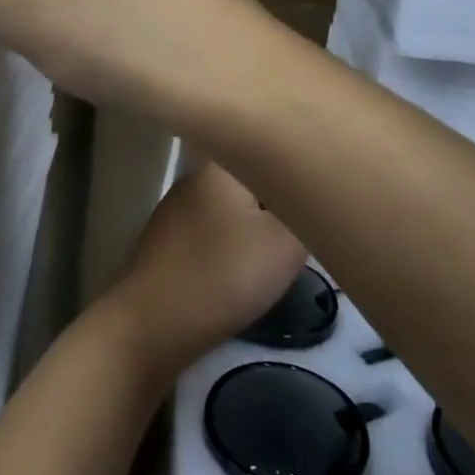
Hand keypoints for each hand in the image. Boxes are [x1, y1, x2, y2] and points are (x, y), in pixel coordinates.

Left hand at [97, 162, 306, 382]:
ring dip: (257, 224)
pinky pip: (212, 231)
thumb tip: (315, 192)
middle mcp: (194, 177)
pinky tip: (244, 268)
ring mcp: (175, 209)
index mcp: (220, 164)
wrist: (152, 326)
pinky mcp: (167, 241)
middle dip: (280, 199)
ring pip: (232, 206)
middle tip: (309, 225)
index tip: (322, 187)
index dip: (298, 164)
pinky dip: (232, 245)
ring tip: (282, 249)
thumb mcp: (287, 244)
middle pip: (252, 178)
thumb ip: (308, 212)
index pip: (268, 147)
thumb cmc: (223, 275)